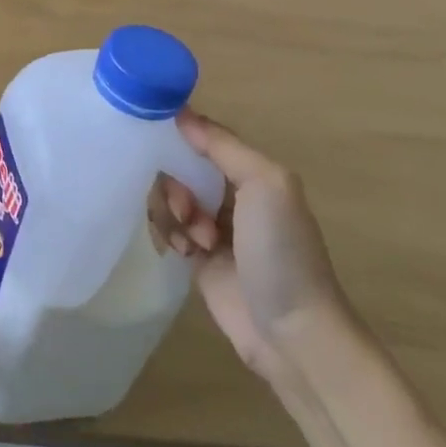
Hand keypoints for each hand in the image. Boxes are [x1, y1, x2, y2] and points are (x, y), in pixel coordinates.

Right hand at [147, 110, 347, 387]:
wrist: (292, 332)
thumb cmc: (282, 252)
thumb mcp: (265, 185)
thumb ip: (223, 146)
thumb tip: (181, 114)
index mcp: (252, 174)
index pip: (204, 139)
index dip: (179, 136)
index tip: (153, 139)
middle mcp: (232, 197)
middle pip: (180, 169)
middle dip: (174, 183)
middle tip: (186, 208)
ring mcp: (214, 229)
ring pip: (168, 199)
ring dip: (173, 213)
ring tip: (195, 240)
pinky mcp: (198, 260)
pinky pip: (167, 230)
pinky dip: (169, 235)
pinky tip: (185, 253)